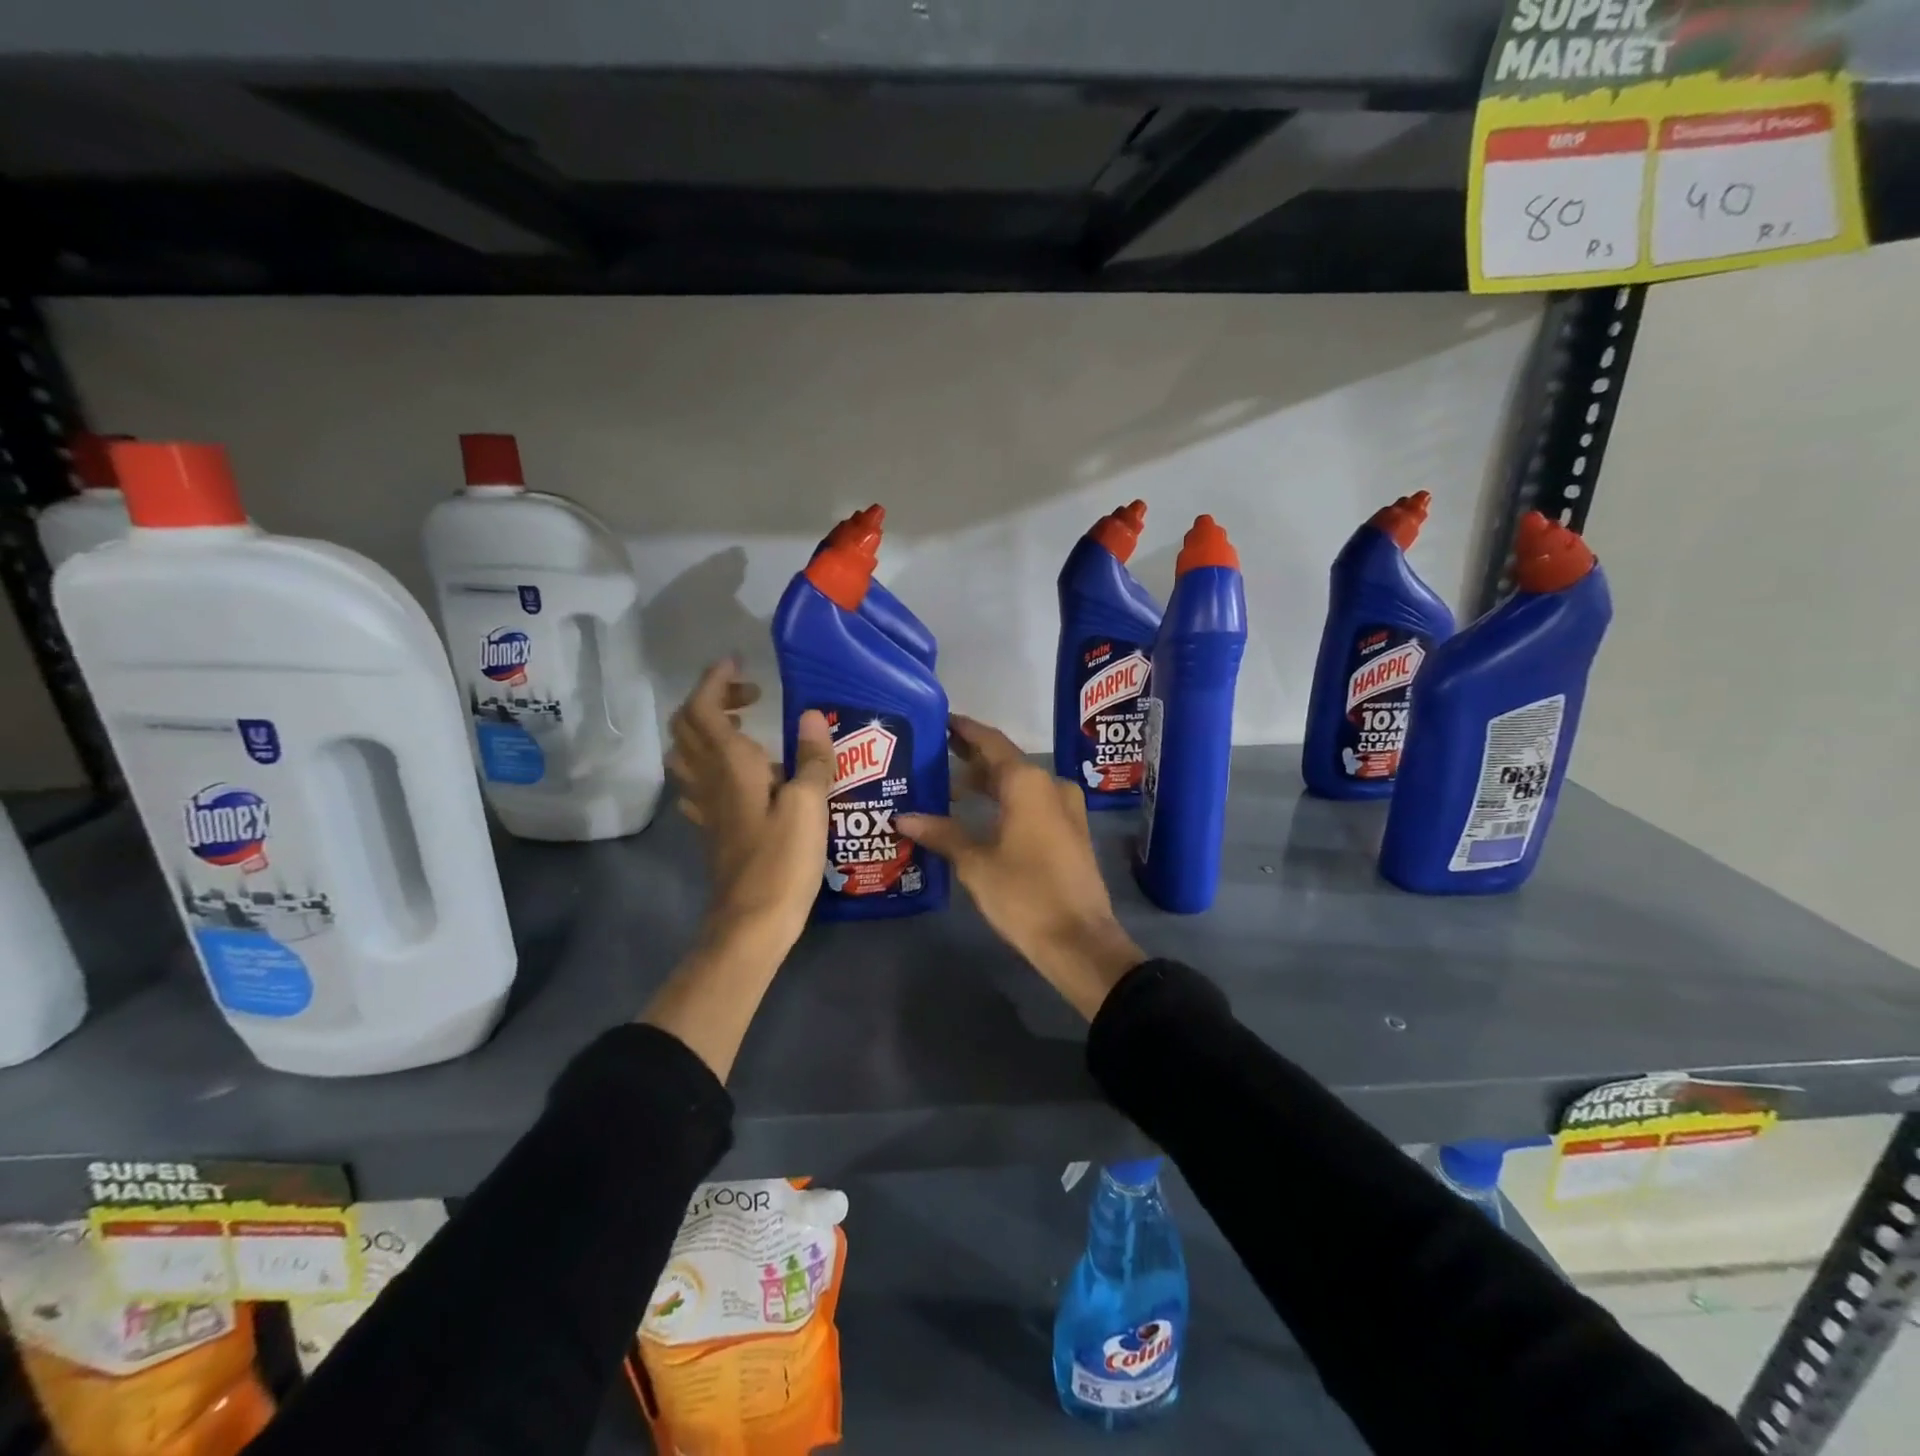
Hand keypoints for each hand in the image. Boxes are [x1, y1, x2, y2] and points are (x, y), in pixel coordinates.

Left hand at [644, 660, 832, 1080]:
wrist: (752, 922)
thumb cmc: (782, 859)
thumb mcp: (808, 804)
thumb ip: (812, 758)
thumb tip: (812, 716)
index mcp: (730, 764)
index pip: (704, 707)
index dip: (716, 681)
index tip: (740, 664)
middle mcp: (710, 779)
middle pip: (688, 726)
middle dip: (713, 700)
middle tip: (753, 697)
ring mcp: (706, 806)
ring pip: (687, 755)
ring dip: (708, 731)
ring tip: (747, 731)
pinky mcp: (713, 829)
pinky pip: (699, 786)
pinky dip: (711, 767)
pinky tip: (738, 777)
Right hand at [898, 716, 1143, 1019]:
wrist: (1079, 940)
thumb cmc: (1024, 895)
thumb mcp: (976, 864)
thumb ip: (942, 834)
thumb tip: (903, 818)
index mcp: (1028, 783)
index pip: (990, 742)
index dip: (964, 730)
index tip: (940, 721)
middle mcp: (1050, 785)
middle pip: (1005, 761)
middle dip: (971, 759)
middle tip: (934, 756)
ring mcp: (1065, 808)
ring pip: (1019, 784)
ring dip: (988, 784)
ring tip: (949, 790)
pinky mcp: (1070, 831)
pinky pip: (1032, 803)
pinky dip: (1005, 802)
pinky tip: (980, 816)